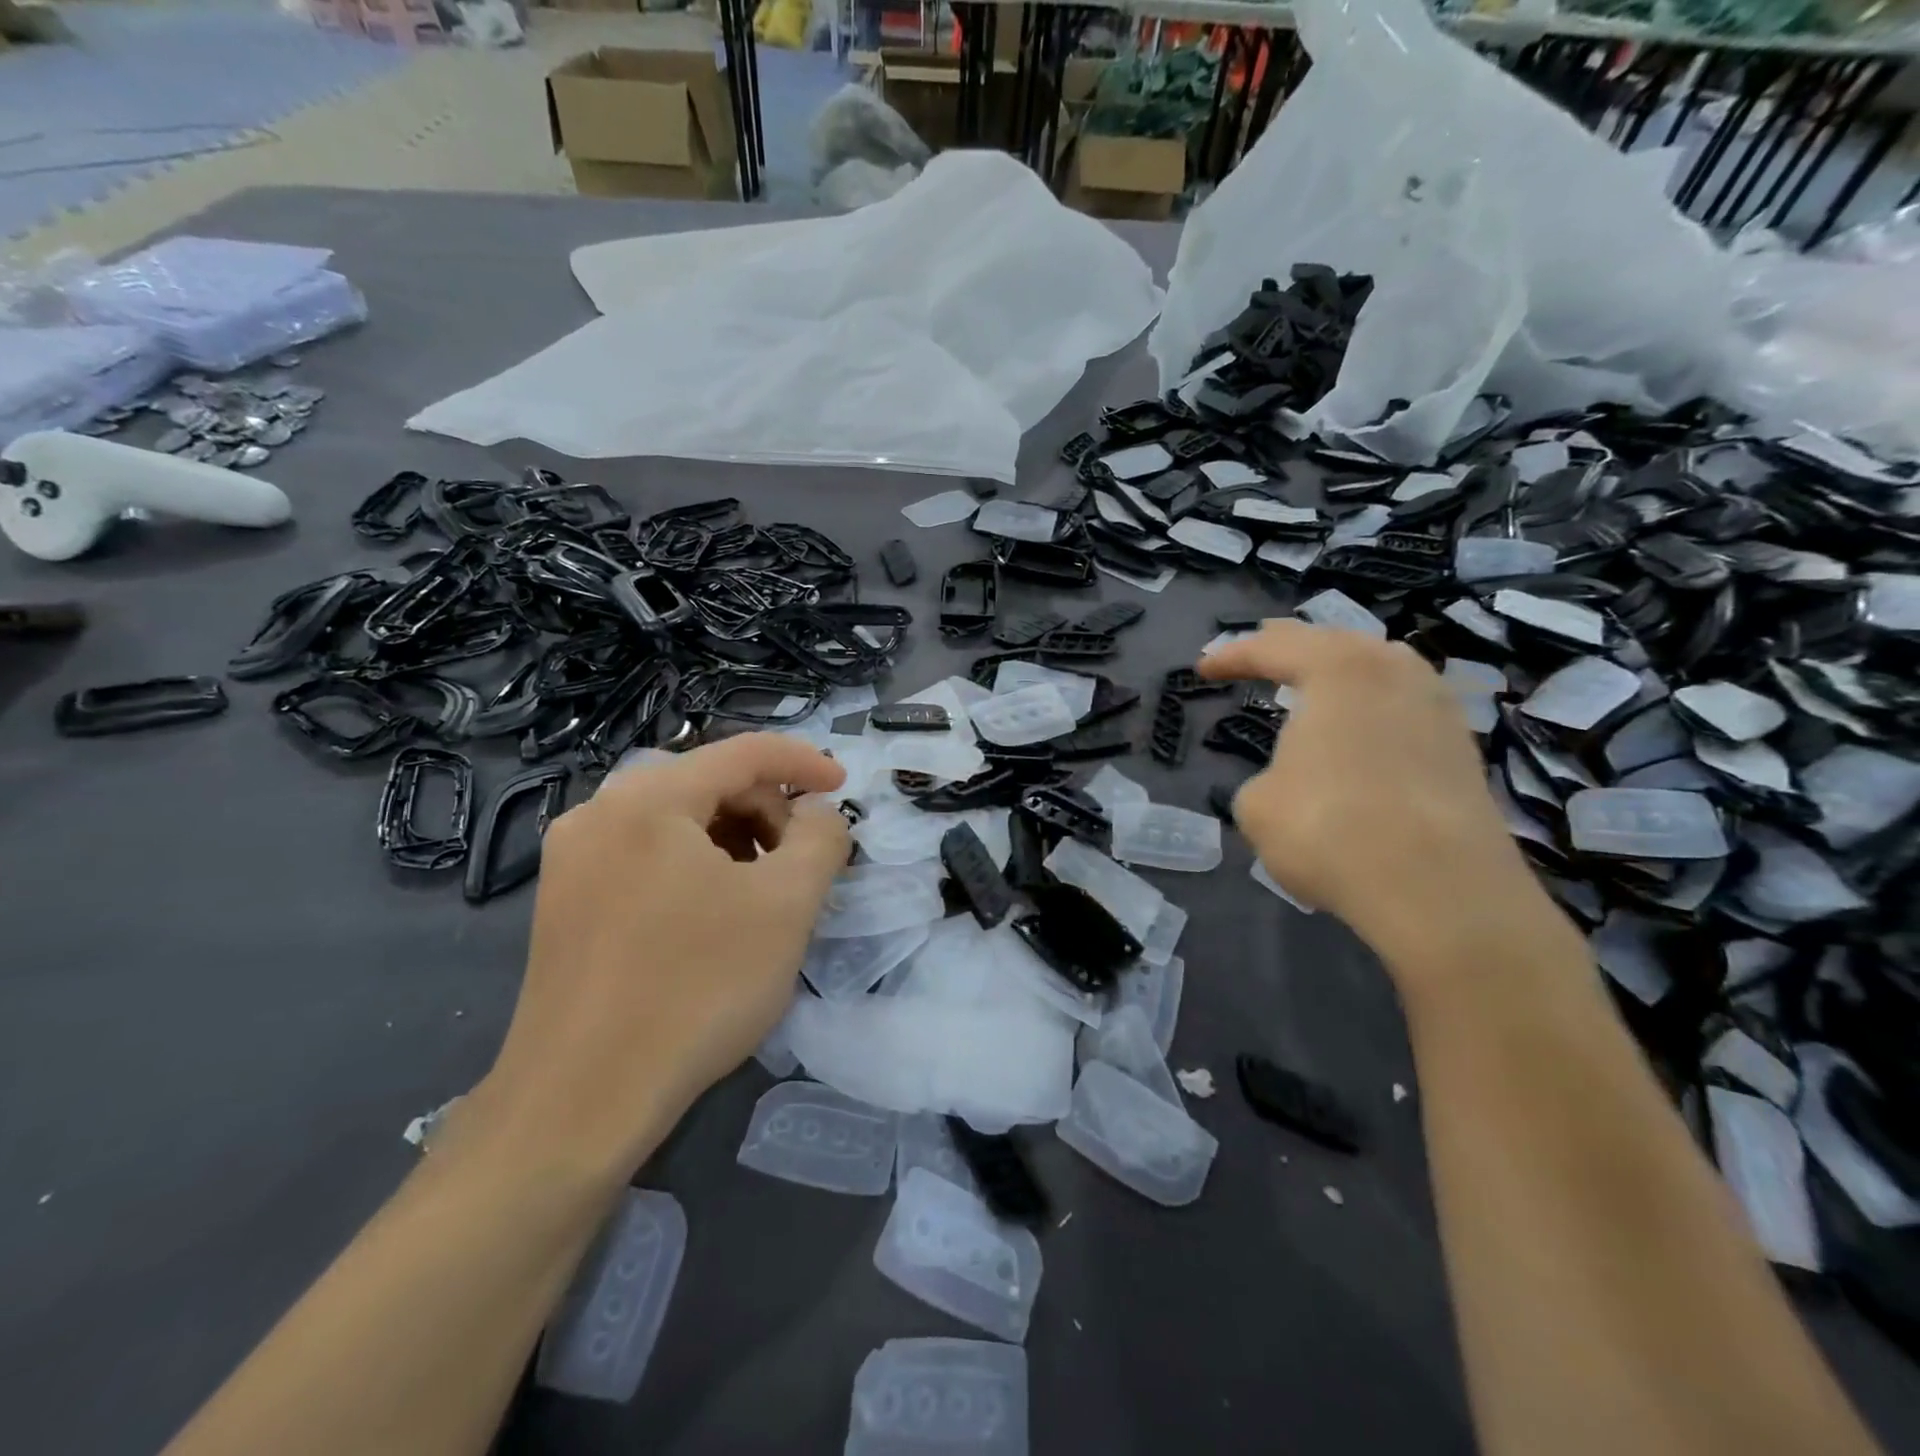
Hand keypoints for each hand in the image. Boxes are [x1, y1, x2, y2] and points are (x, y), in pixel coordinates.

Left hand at [475, 734, 848, 1174]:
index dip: (804, 762)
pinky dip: (694, 867)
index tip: (844, 788)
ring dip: (733, 840)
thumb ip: (822, 837)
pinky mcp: (564, 902)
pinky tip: (714, 915)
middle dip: (767, 811)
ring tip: (762, 893)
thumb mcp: (788, 905)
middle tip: (802, 862)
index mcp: (648, 799)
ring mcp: (573, 859)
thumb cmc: (697, 989)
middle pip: (707, 783)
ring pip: (676, 821)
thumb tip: (817, 812)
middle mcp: (599, 813)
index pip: (743, 752)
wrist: (581, 1101)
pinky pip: (646, 856)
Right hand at [1201, 621, 1558, 989]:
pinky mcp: (1463, 747)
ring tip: (1314, 683)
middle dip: (1289, 647)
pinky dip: (1372, 708)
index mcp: (1336, 669)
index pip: (1272, 647)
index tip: (1203, 669)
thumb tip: (1291, 783)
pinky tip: (1362, 729)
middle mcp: (1393, 670)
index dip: (1231, 656)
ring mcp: (1437, 706)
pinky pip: (1404, 706)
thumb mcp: (1257, 804)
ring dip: (1339, 672)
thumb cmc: (1329, 829)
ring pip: (1379, 668)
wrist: (1439, 889)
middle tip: (1259, 654)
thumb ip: (1266, 778)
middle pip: (1333, 642)